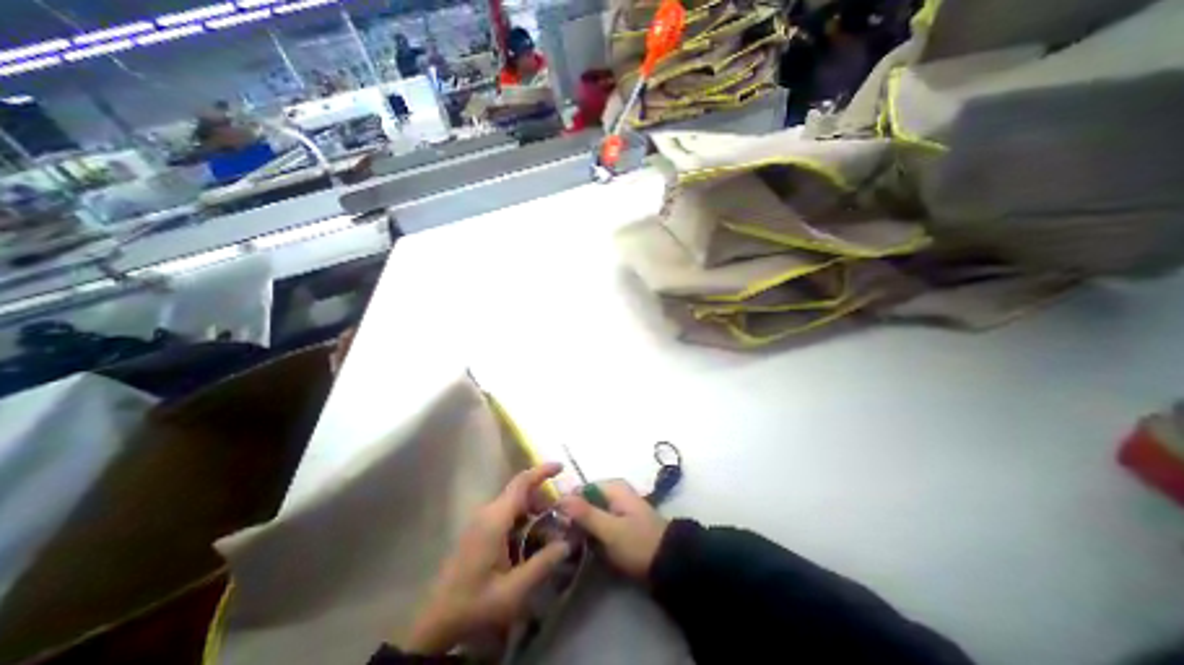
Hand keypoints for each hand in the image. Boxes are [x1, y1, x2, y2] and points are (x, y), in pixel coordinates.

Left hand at [407, 463, 572, 653]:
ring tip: (550, 531)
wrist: (436, 621)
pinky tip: (530, 540)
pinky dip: (523, 518)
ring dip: (533, 510)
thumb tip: (567, 543)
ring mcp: (481, 520)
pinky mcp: (478, 530)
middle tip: (562, 516)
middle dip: (543, 498)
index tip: (562, 467)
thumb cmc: (474, 604)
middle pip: (520, 492)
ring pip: (514, 503)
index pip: (522, 483)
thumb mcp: (513, 591)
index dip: (542, 471)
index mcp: (495, 519)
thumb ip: (542, 564)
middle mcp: (487, 512)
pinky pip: (506, 513)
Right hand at [561, 481, 670, 578]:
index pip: (580, 488)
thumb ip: (585, 513)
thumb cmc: (638, 543)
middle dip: (574, 518)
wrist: (669, 562)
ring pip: (591, 513)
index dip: (567, 504)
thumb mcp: (610, 530)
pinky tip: (585, 547)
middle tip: (562, 539)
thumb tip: (560, 498)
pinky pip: (599, 523)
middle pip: (585, 501)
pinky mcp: (620, 523)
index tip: (556, 524)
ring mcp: (618, 507)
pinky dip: (592, 533)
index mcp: (613, 487)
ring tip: (571, 545)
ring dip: (582, 528)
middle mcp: (614, 492)